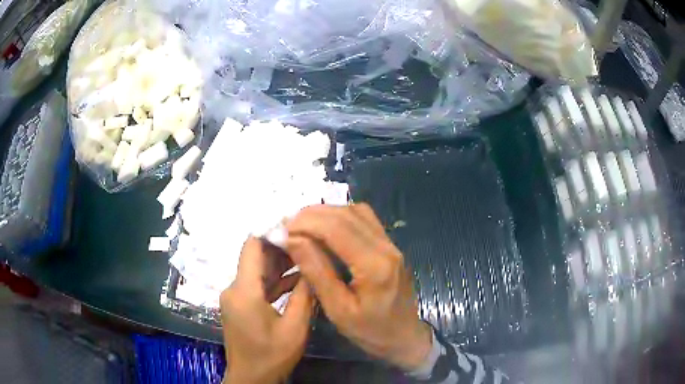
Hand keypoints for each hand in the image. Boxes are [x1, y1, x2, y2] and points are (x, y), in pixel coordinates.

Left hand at [220, 237, 312, 383]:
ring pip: (257, 270)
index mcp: (243, 291)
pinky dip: (275, 280)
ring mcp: (236, 297)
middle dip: (280, 247)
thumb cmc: (271, 355)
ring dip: (280, 263)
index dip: (271, 232)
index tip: (296, 224)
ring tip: (308, 254)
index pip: (252, 247)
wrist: (251, 378)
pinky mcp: (240, 304)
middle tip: (309, 239)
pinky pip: (257, 285)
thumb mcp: (294, 328)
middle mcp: (234, 288)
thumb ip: (303, 296)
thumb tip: (313, 268)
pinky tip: (298, 277)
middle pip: (255, 257)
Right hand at [285, 204, 431, 370]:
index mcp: (374, 265)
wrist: (404, 337)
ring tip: (301, 225)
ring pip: (355, 212)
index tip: (281, 229)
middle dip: (311, 215)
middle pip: (345, 215)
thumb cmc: (370, 331)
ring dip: (326, 213)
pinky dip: (340, 217)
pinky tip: (325, 228)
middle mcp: (386, 247)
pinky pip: (364, 219)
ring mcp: (391, 244)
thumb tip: (292, 240)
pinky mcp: (390, 246)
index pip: (336, 228)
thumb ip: (316, 271)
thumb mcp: (338, 309)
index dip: (305, 223)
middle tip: (287, 226)